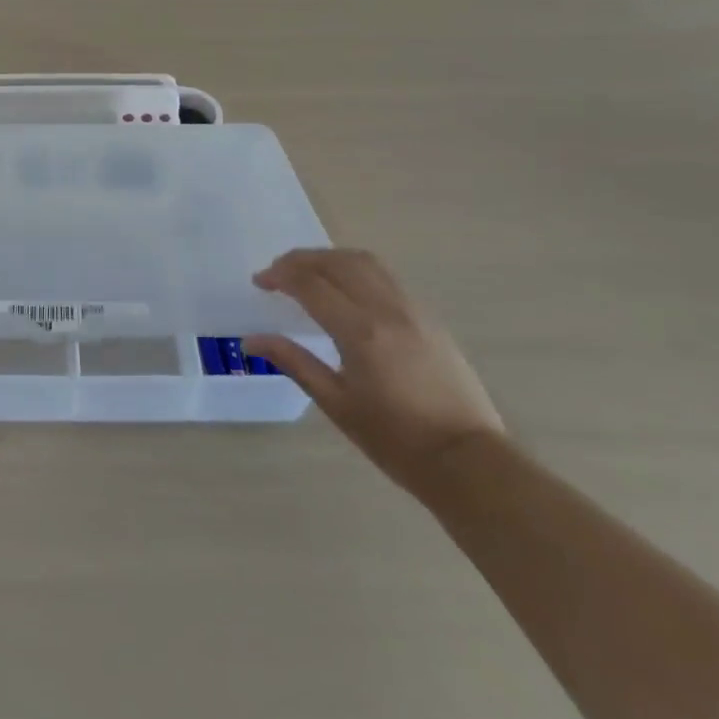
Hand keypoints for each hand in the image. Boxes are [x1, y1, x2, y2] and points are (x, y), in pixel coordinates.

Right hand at [244, 248, 504, 492]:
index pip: (310, 284)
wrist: (467, 460)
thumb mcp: (337, 404)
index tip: (259, 282)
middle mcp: (386, 309)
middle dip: (301, 260)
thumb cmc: (395, 439)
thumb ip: (294, 362)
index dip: (280, 276)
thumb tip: (251, 340)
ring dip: (330, 258)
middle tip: (277, 273)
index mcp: (359, 331)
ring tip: (309, 272)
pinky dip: (356, 269)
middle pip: (337, 262)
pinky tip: (346, 289)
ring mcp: (412, 310)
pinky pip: (385, 277)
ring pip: (365, 262)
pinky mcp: (428, 318)